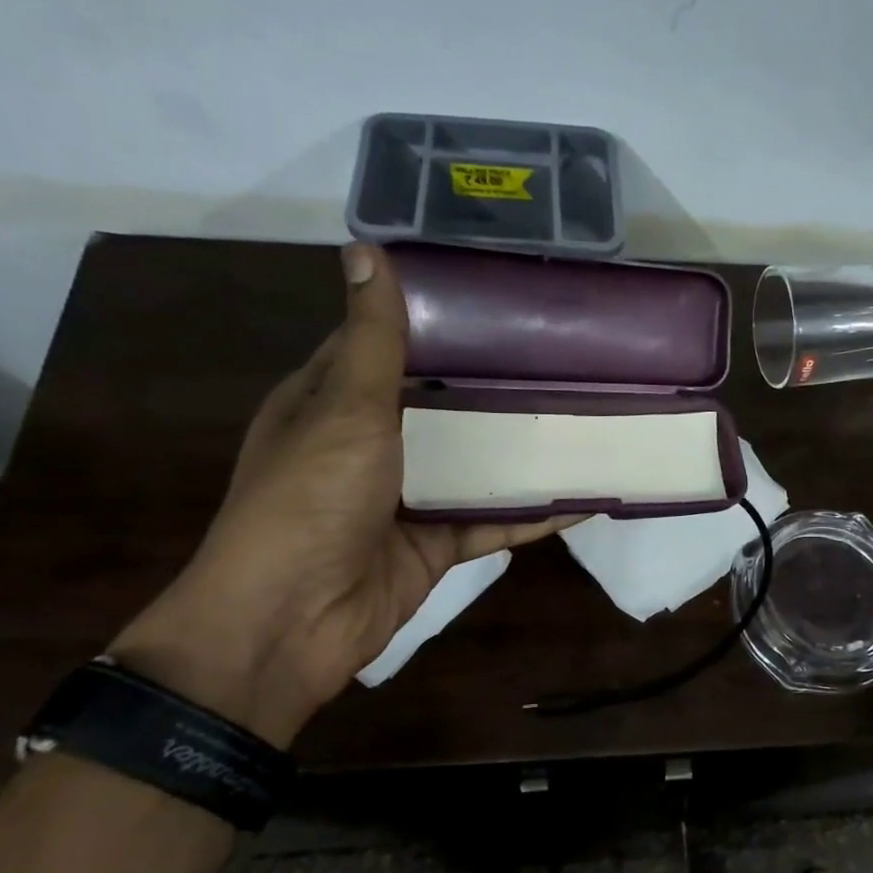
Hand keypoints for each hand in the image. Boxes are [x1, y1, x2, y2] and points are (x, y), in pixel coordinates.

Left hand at [110, 244, 571, 746]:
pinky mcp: (435, 545)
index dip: (436, 320)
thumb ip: (372, 342)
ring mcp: (405, 499)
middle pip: (440, 406)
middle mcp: (369, 445)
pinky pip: (492, 521)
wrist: (291, 623)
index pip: (386, 345)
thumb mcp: (343, 410)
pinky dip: (532, 512)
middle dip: (492, 385)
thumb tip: (366, 249)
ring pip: (472, 465)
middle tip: (562, 355)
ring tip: (580, 414)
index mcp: (331, 402)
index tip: (500, 300)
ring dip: (518, 448)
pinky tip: (582, 496)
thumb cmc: (309, 501)